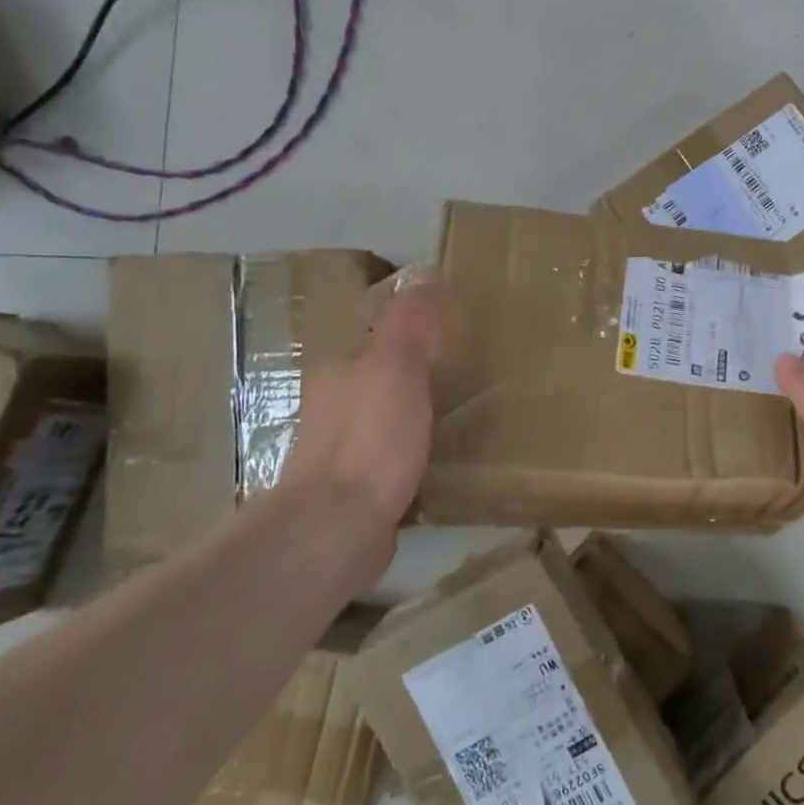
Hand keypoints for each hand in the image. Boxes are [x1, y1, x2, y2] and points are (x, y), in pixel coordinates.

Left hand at [283, 282, 452, 547]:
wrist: (336, 528)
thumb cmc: (370, 440)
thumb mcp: (396, 369)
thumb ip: (411, 325)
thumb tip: (428, 277)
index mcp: (342, 370)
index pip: (381, 337)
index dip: (417, 331)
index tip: (459, 334)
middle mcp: (335, 405)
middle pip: (381, 378)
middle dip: (417, 373)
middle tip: (469, 373)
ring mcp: (342, 451)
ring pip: (385, 418)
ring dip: (415, 414)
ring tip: (461, 415)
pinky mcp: (356, 490)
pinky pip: (392, 457)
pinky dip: (413, 451)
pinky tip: (439, 460)